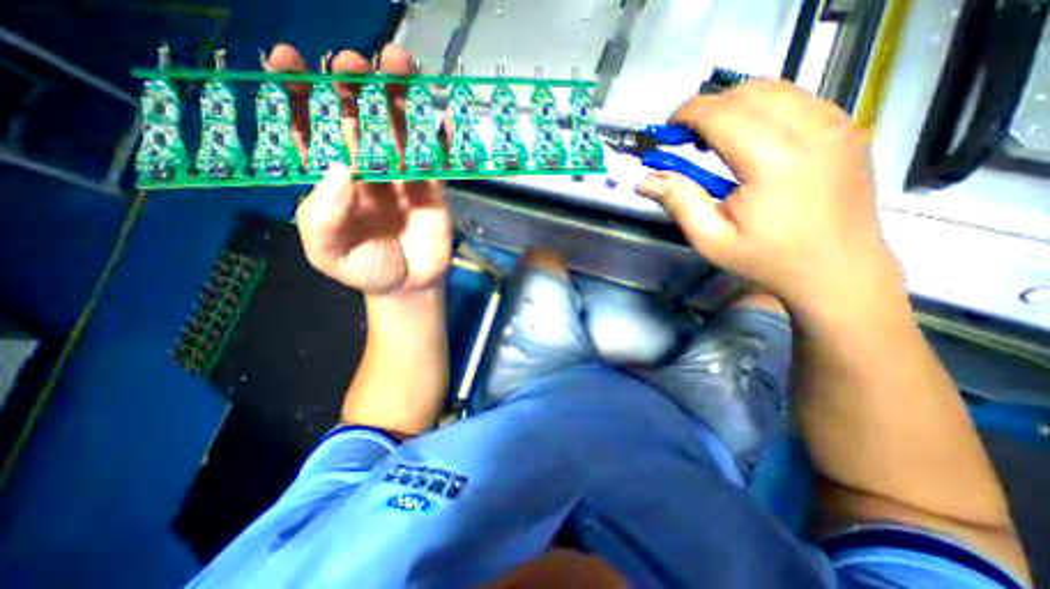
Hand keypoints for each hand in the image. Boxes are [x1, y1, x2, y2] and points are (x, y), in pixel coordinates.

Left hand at [268, 41, 451, 292]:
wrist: (408, 286)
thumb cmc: (365, 270)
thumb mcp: (328, 252)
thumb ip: (323, 216)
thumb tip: (341, 168)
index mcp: (332, 181)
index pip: (310, 131)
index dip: (297, 95)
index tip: (286, 61)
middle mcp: (366, 170)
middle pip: (358, 120)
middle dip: (352, 86)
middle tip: (352, 62)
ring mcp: (402, 177)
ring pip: (399, 130)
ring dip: (399, 97)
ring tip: (399, 64)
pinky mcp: (432, 187)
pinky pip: (436, 157)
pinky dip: (440, 136)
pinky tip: (441, 115)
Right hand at [640, 80, 903, 315]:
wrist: (837, 270)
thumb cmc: (767, 260)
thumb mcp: (711, 239)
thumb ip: (678, 202)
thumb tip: (644, 181)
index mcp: (775, 161)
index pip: (722, 113)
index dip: (687, 114)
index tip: (667, 131)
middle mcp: (812, 130)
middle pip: (747, 92)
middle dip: (708, 108)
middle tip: (687, 141)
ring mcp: (837, 124)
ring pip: (774, 88)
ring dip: (734, 106)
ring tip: (715, 141)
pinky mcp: (847, 127)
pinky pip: (796, 99)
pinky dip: (762, 110)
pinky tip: (749, 141)